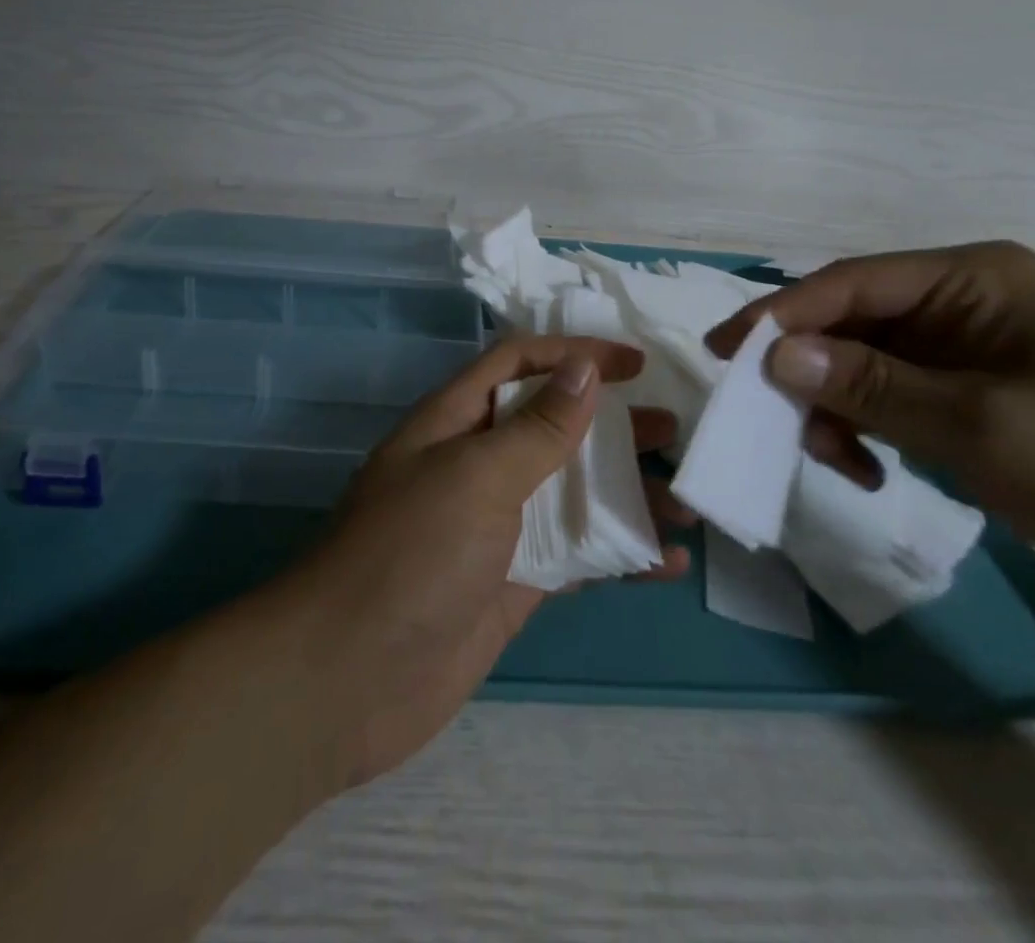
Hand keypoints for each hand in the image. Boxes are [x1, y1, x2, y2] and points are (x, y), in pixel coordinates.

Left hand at [288, 336, 691, 788]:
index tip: (636, 366)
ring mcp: (496, 527)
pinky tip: (666, 561)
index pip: (519, 363)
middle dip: (610, 424)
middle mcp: (476, 464)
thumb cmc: (411, 554)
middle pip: (552, 426)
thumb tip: (584, 368)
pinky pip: (575, 555)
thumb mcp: (475, 476)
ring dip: (626, 492)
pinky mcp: (513, 583)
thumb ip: (536, 428)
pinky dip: (619, 554)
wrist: (348, 680)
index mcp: (455, 421)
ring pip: (571, 493)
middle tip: (672, 429)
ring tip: (686, 500)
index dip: (574, 354)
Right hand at [705, 242, 1034, 618]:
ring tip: (839, 462)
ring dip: (837, 408)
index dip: (783, 314)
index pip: (853, 283)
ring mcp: (965, 348)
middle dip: (812, 372)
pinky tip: (870, 470)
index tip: (727, 352)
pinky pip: (890, 397)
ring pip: (864, 364)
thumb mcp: (975, 425)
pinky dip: (867, 429)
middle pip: (853, 323)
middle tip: (770, 418)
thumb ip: (868, 385)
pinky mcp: (968, 393)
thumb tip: (773, 356)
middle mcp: (963, 301)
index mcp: (975, 279)